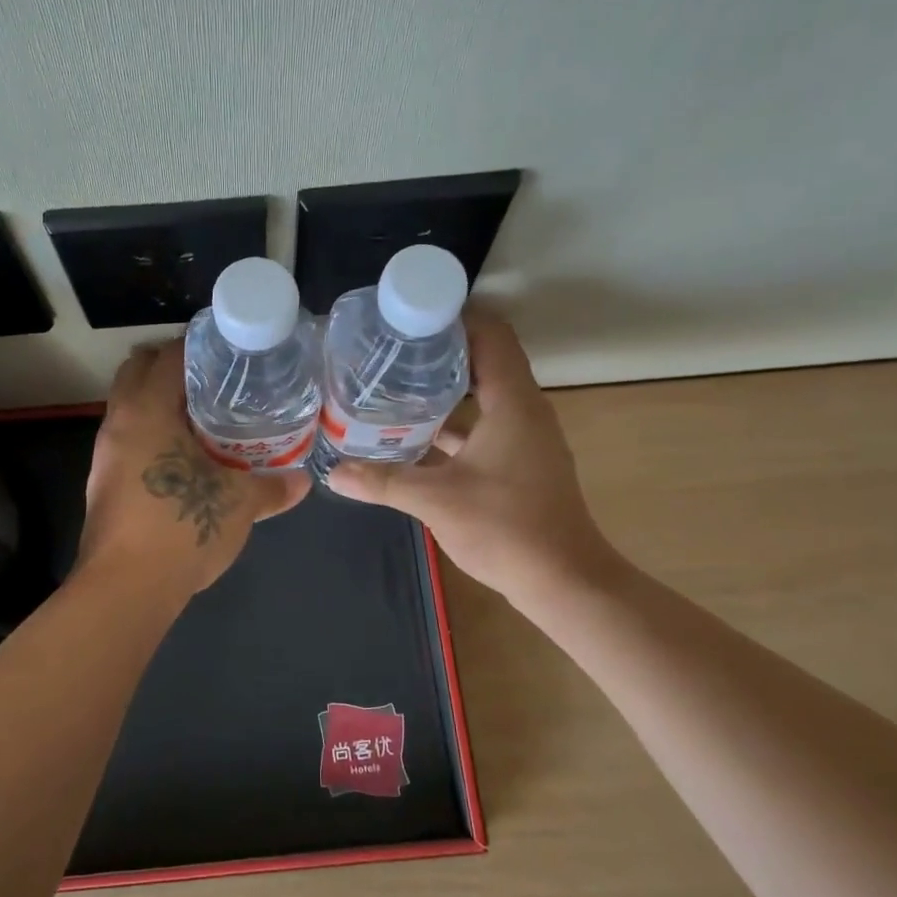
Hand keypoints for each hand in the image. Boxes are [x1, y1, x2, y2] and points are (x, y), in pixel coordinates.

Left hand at [78, 341, 310, 595]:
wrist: (125, 590)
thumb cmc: (181, 528)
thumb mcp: (239, 505)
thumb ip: (273, 487)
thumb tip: (304, 481)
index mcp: (147, 411)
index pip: (168, 356)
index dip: (199, 346)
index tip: (229, 350)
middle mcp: (119, 423)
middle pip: (137, 371)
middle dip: (172, 367)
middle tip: (215, 378)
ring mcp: (105, 455)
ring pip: (130, 408)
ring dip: (160, 402)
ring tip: (205, 415)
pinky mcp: (103, 484)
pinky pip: (128, 439)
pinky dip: (152, 434)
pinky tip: (185, 456)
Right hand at [326, 312, 621, 600]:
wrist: (563, 580)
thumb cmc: (506, 528)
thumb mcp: (437, 500)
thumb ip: (383, 481)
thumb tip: (333, 473)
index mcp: (513, 402)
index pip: (491, 335)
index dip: (454, 317)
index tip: (409, 316)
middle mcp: (524, 410)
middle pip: (485, 359)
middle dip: (440, 350)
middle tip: (392, 349)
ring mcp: (524, 437)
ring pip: (484, 395)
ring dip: (446, 387)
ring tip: (396, 383)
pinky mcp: (520, 462)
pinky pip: (485, 425)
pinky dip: (454, 423)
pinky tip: (416, 434)